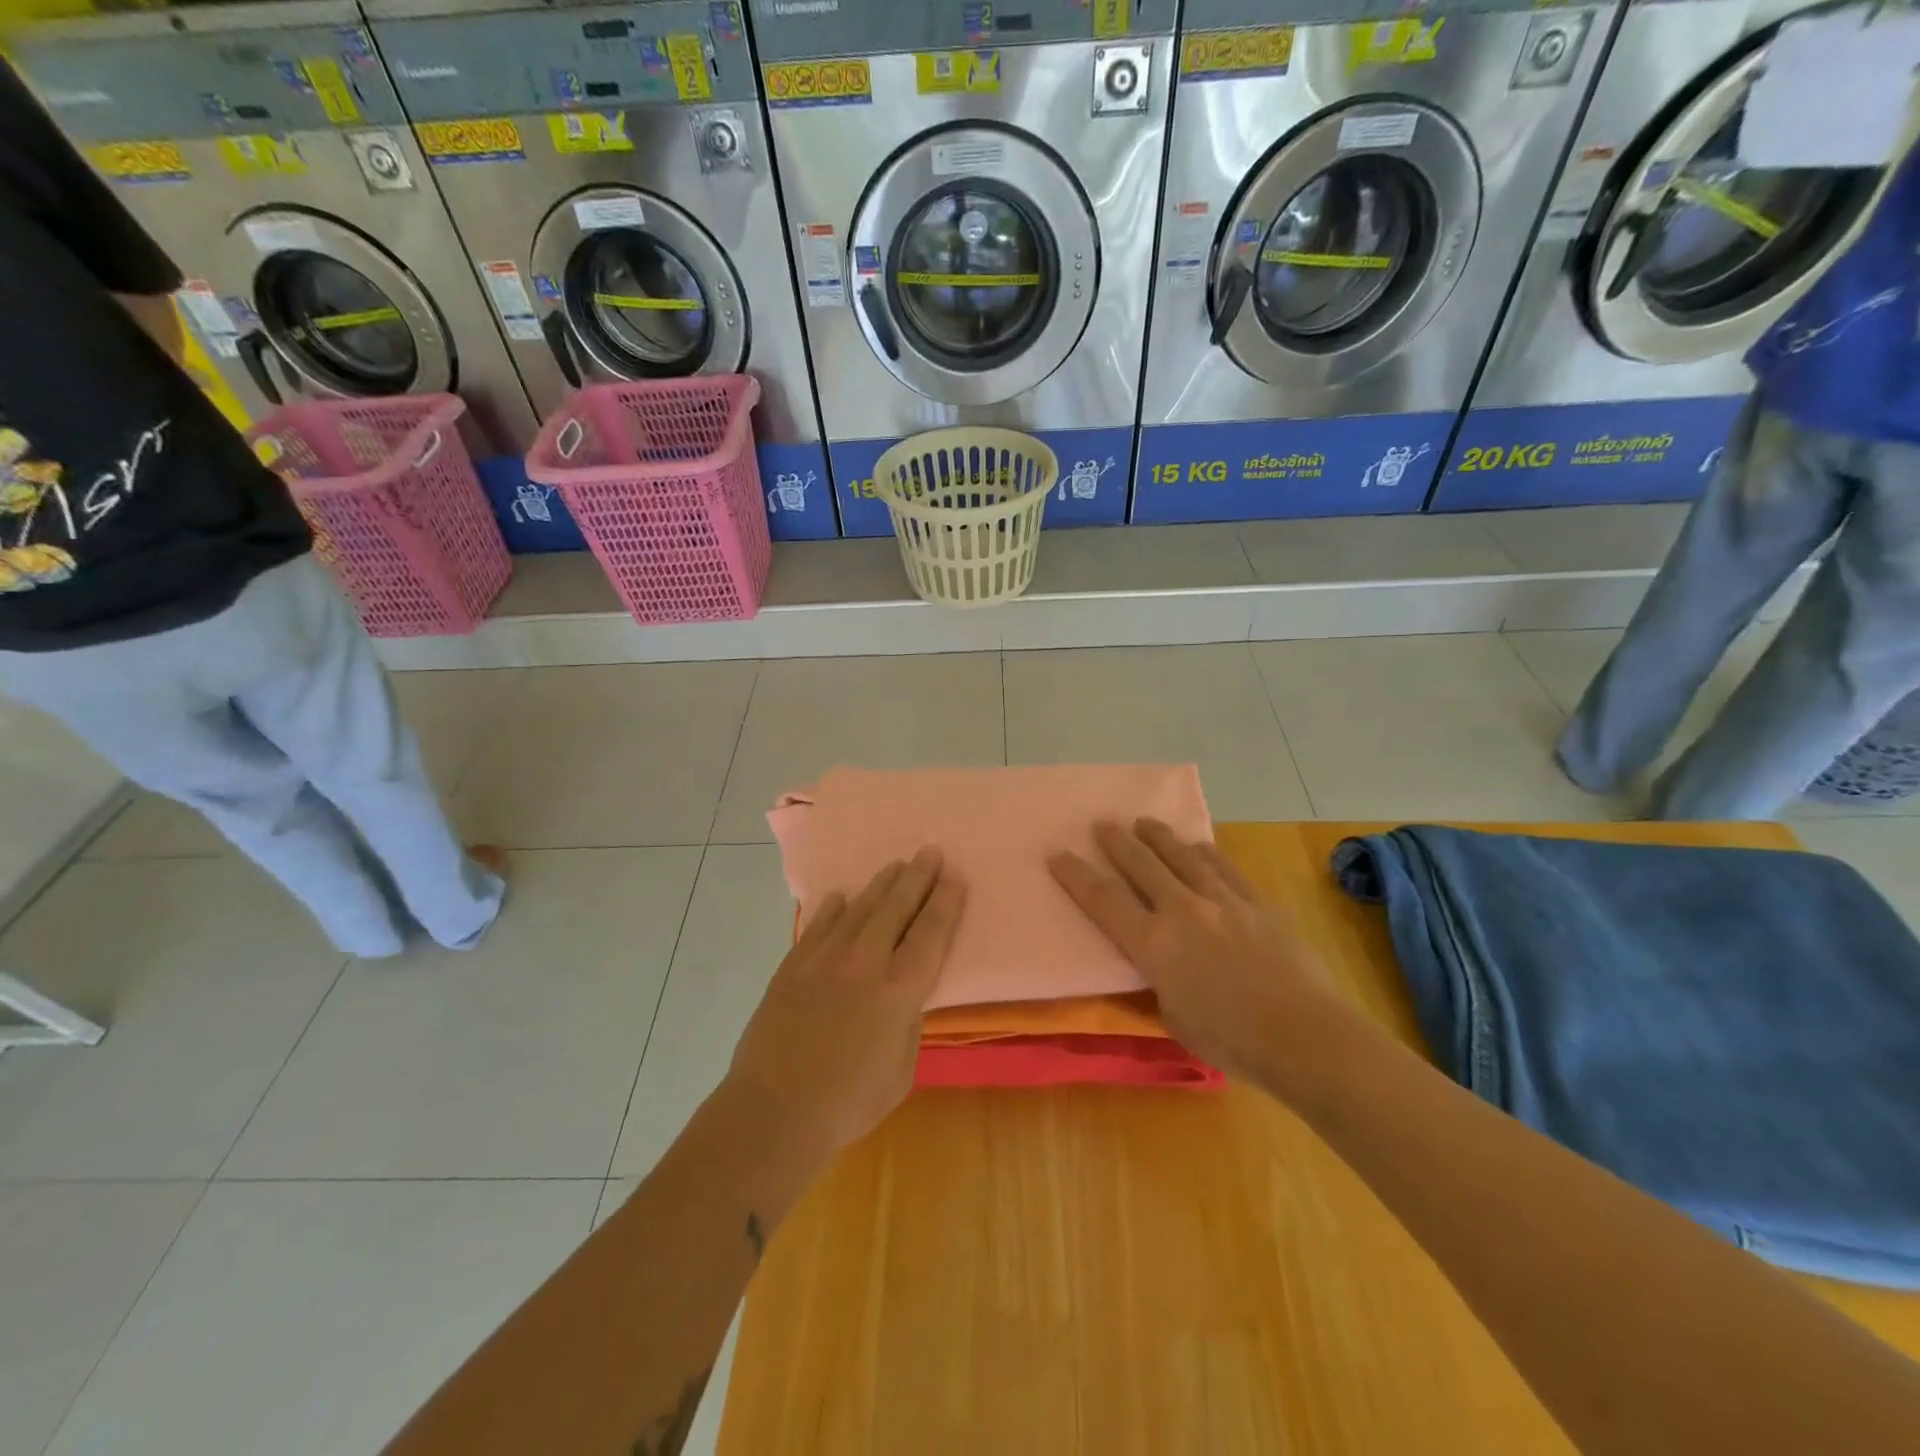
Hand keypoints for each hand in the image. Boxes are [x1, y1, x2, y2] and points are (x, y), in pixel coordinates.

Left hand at [727, 848, 964, 1160]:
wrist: (774, 1110)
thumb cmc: (847, 1103)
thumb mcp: (901, 1073)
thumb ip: (908, 1027)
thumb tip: (903, 1001)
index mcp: (899, 992)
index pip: (930, 935)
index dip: (945, 903)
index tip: (955, 877)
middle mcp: (864, 964)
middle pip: (896, 909)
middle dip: (917, 878)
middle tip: (930, 852)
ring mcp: (824, 960)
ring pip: (859, 909)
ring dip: (881, 885)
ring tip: (896, 865)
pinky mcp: (793, 966)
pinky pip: (818, 926)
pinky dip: (832, 909)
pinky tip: (841, 897)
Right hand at [1048, 819, 1353, 1094]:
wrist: (1304, 1034)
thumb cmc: (1231, 1040)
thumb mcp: (1173, 1018)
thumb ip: (1159, 984)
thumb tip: (1160, 968)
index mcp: (1153, 945)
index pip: (1103, 901)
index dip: (1076, 875)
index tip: (1057, 853)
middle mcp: (1182, 910)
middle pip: (1141, 865)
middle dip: (1116, 842)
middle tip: (1102, 824)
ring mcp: (1222, 900)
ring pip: (1181, 856)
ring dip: (1158, 837)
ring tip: (1144, 823)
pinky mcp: (1256, 902)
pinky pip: (1223, 867)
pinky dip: (1204, 852)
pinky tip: (1197, 845)